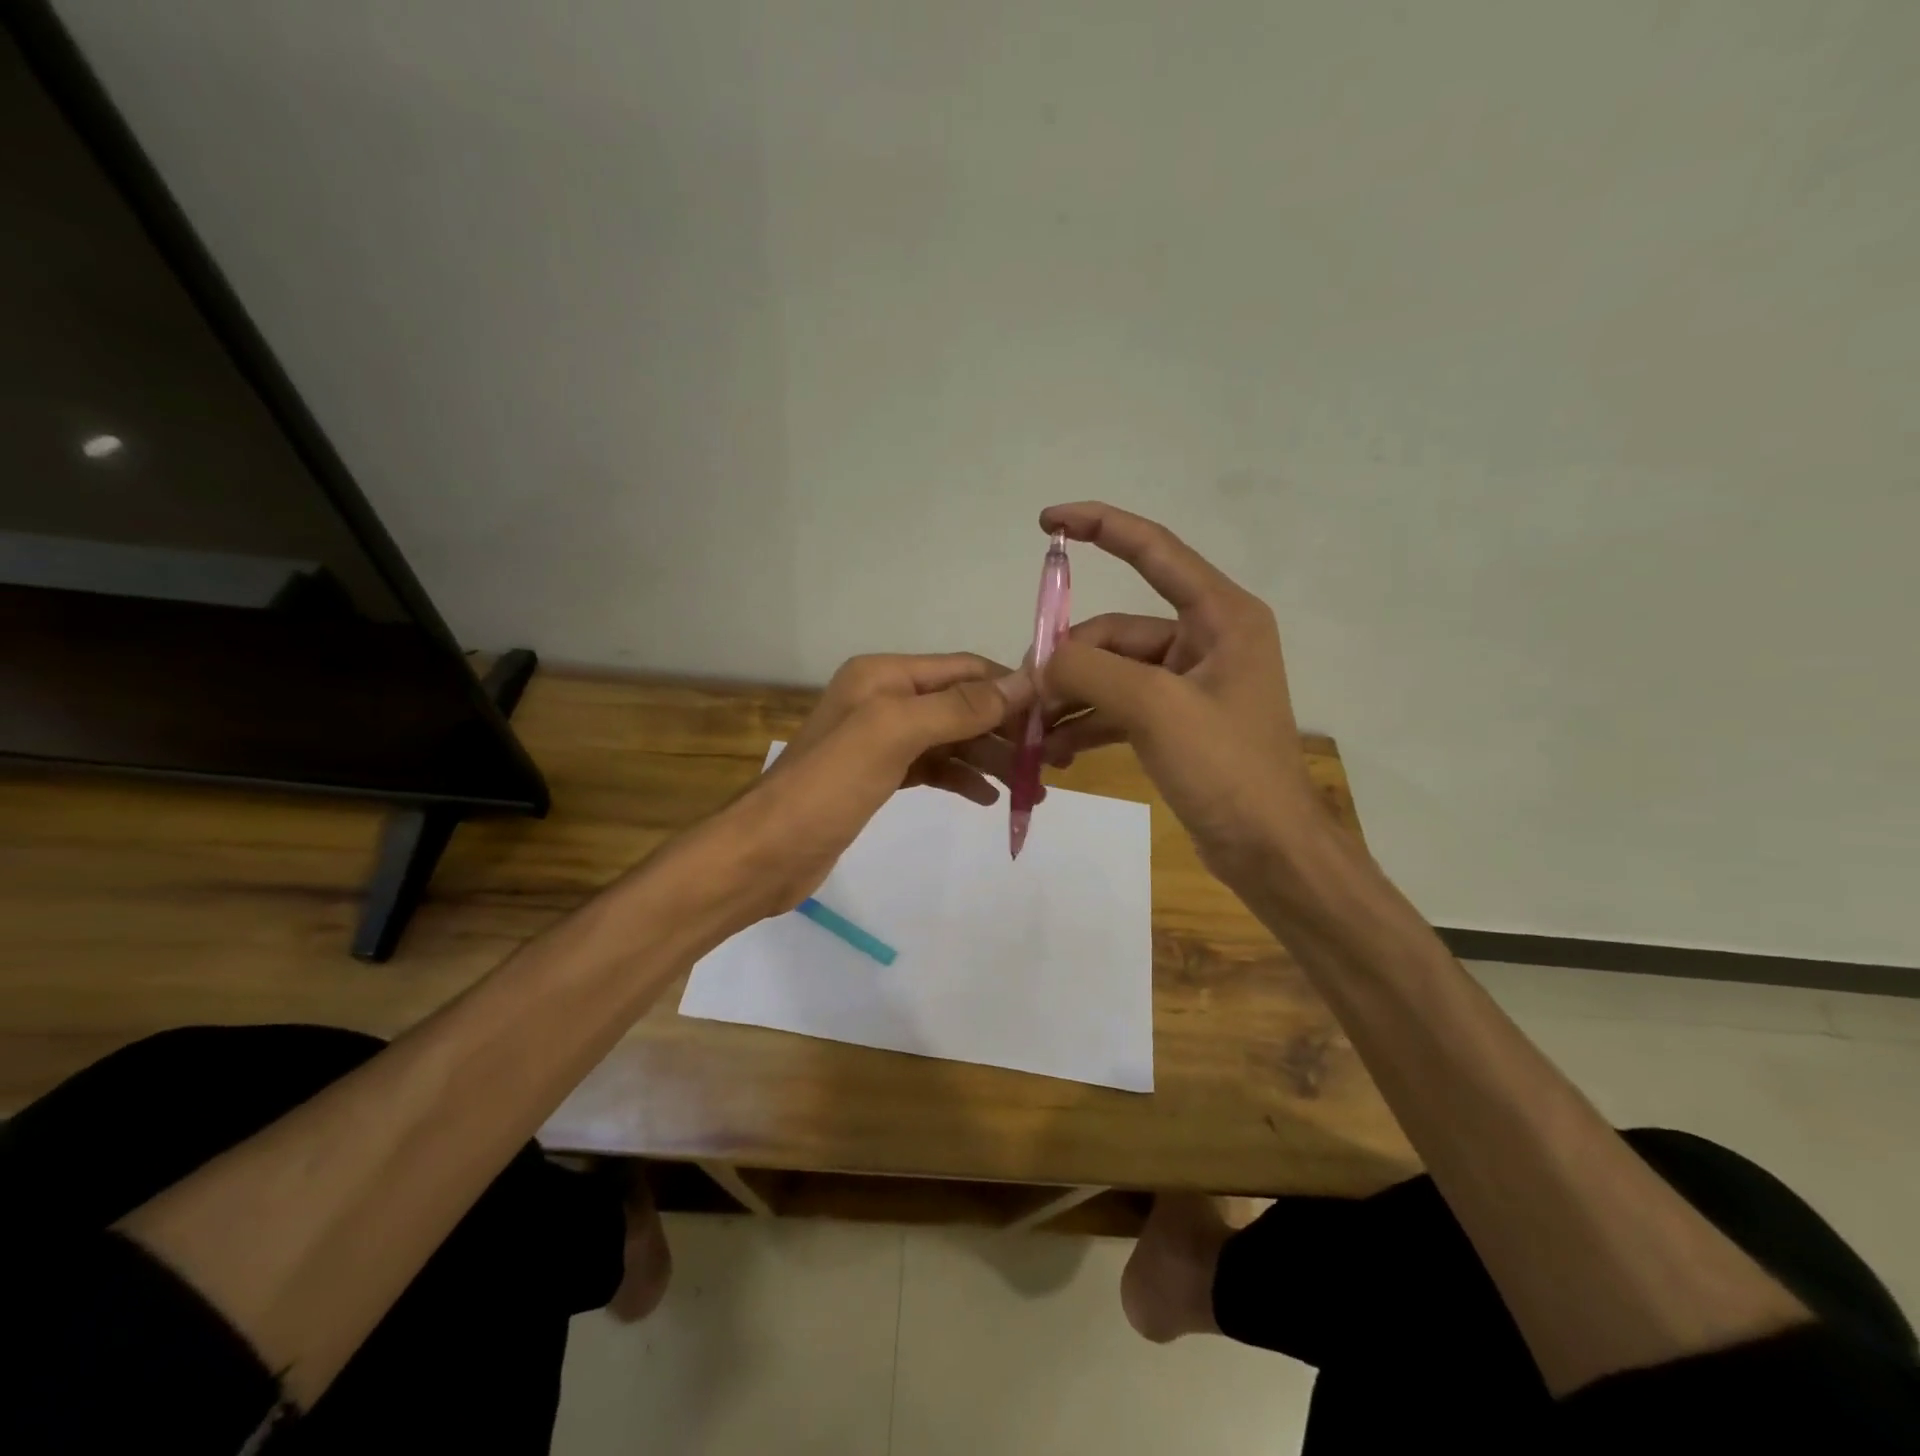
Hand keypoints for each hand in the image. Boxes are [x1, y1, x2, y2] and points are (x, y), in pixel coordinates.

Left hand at [706, 653, 1034, 924]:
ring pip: (950, 739)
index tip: (1055, 714)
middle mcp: (883, 699)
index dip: (1008, 687)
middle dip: (1005, 730)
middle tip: (1051, 761)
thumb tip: (1022, 683)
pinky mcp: (878, 777)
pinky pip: (933, 768)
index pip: (962, 670)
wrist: (766, 853)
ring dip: (990, 758)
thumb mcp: (894, 735)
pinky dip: (961, 778)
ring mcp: (880, 740)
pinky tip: (988, 798)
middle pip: (960, 705)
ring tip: (1032, 787)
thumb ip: (957, 707)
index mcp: (883, 676)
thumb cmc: (828, 787)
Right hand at [1036, 502, 1324, 885]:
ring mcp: (1188, 683)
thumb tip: (1041, 663)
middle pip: (1115, 631)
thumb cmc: (1227, 768)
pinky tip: (1055, 752)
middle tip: (1026, 698)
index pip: (1154, 550)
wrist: (1268, 850)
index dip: (1100, 526)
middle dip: (1067, 661)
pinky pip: (1118, 706)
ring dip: (1070, 698)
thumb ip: (1091, 671)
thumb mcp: (1156, 709)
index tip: (1047, 521)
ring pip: (1110, 672)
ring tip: (1032, 732)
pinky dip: (1087, 724)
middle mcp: (1205, 639)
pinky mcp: (1175, 720)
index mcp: (1219, 616)